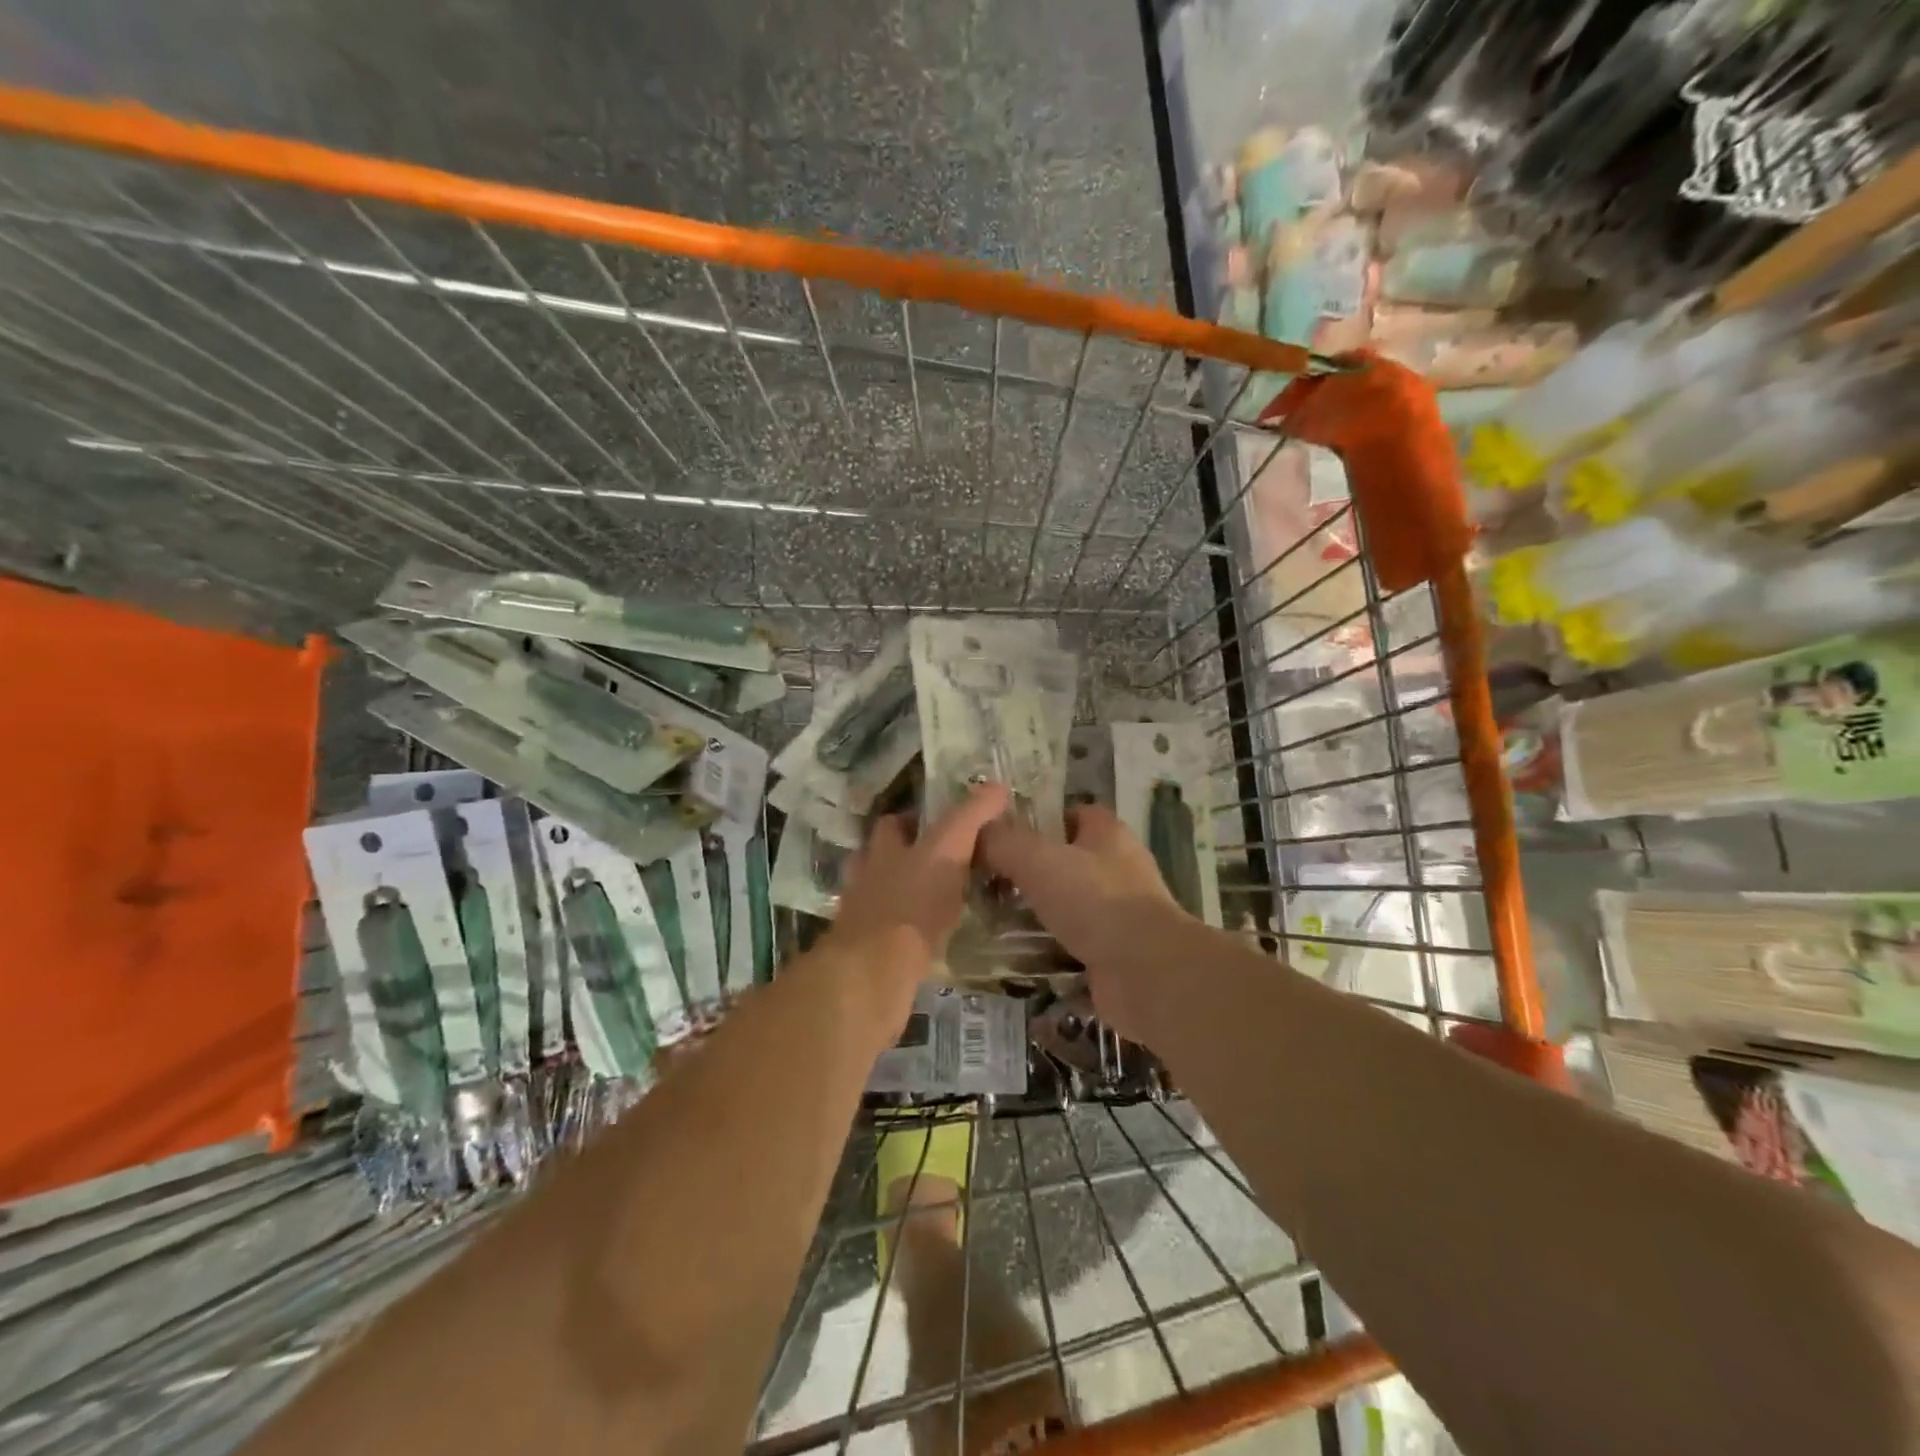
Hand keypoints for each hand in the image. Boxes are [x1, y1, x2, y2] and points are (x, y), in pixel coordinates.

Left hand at [822, 782, 1010, 1007]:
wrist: (874, 972)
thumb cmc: (911, 902)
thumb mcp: (948, 849)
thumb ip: (970, 817)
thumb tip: (997, 786)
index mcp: (882, 850)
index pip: (893, 823)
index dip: (914, 820)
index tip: (943, 825)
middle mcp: (867, 878)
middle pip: (883, 859)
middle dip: (908, 858)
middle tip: (946, 864)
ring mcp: (864, 917)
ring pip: (886, 897)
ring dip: (909, 896)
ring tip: (943, 902)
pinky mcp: (871, 953)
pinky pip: (893, 934)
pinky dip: (911, 931)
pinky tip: (933, 938)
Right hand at [979, 806, 1188, 1042]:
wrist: (1148, 974)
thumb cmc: (1096, 902)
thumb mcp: (1038, 860)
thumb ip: (1004, 842)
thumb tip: (978, 833)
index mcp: (1108, 834)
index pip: (1071, 814)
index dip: (1037, 821)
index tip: (1001, 838)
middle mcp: (1118, 868)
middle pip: (1065, 861)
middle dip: (1029, 872)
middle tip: (988, 883)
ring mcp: (1119, 913)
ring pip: (1068, 906)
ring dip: (1036, 915)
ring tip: (991, 922)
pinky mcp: (1115, 952)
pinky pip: (1073, 945)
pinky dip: (1048, 951)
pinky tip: (1015, 958)